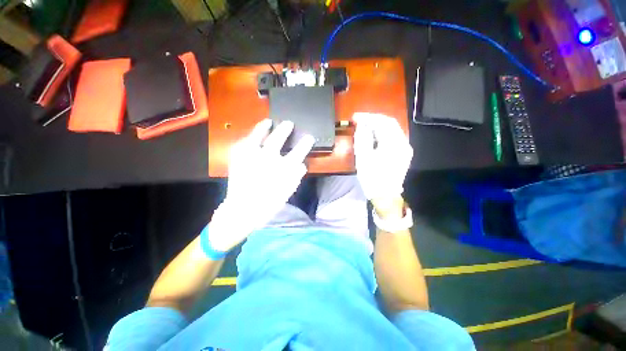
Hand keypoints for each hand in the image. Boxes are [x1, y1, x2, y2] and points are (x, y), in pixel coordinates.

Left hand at [208, 119, 314, 250]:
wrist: (243, 210)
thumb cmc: (269, 203)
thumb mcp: (288, 191)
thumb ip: (296, 176)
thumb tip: (302, 165)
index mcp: (282, 168)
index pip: (298, 152)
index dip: (305, 144)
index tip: (309, 137)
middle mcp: (267, 159)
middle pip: (278, 139)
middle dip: (285, 129)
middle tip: (288, 123)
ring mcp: (250, 157)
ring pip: (258, 136)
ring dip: (264, 127)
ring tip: (268, 122)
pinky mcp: (238, 159)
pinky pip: (243, 143)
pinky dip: (248, 138)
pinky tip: (251, 135)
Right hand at [353, 113, 412, 217]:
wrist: (385, 196)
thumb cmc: (372, 178)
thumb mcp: (363, 158)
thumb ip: (362, 138)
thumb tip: (362, 125)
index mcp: (394, 144)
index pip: (382, 122)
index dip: (368, 117)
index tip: (355, 117)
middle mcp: (403, 143)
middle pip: (390, 123)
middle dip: (373, 119)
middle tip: (359, 119)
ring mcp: (405, 148)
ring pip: (392, 129)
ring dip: (378, 125)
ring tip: (365, 125)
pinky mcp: (404, 153)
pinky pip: (393, 136)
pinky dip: (383, 133)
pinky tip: (374, 135)